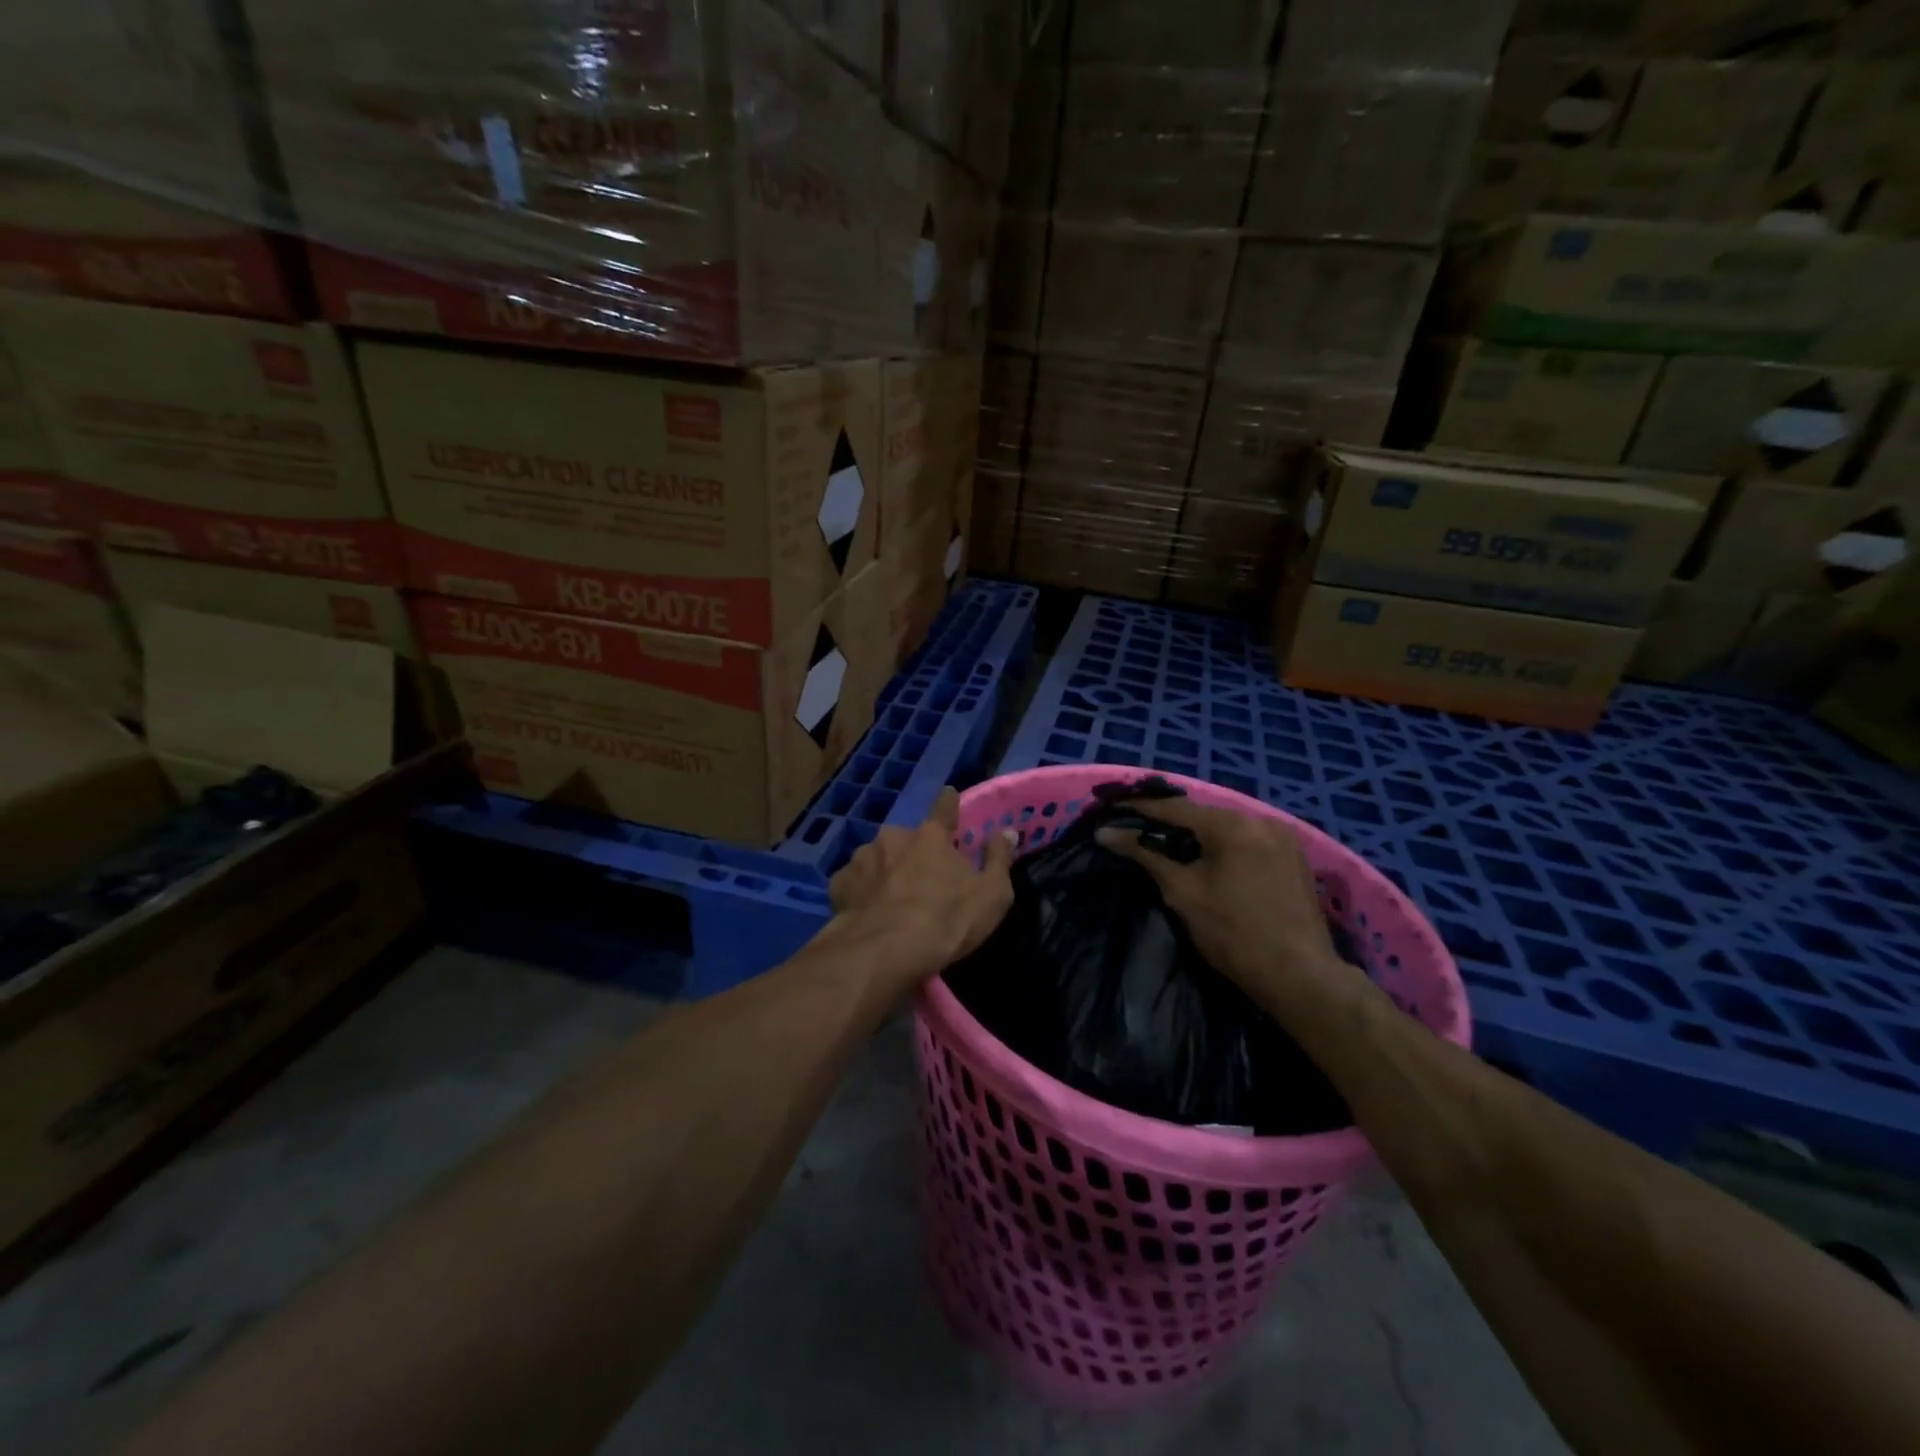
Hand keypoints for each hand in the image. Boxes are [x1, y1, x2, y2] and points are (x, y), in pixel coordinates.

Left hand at [828, 787, 1015, 989]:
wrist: (885, 951)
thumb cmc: (946, 921)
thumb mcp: (992, 894)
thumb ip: (999, 859)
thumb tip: (1006, 831)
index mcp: (931, 836)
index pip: (944, 808)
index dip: (948, 803)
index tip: (948, 795)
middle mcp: (894, 837)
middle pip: (907, 839)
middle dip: (913, 853)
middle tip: (921, 882)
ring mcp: (863, 858)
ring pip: (878, 859)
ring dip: (886, 872)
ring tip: (891, 902)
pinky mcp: (840, 883)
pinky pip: (855, 882)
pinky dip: (862, 892)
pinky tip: (867, 913)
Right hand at [1096, 797, 1351, 1014]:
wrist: (1299, 976)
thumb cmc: (1233, 933)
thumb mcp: (1182, 893)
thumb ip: (1145, 856)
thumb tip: (1106, 834)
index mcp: (1232, 825)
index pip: (1175, 808)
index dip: (1141, 809)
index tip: (1114, 809)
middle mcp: (1261, 820)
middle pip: (1205, 815)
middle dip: (1171, 821)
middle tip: (1140, 828)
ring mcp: (1284, 838)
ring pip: (1229, 827)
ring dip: (1200, 834)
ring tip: (1171, 845)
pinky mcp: (1295, 858)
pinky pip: (1250, 841)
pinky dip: (1226, 846)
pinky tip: (1211, 860)